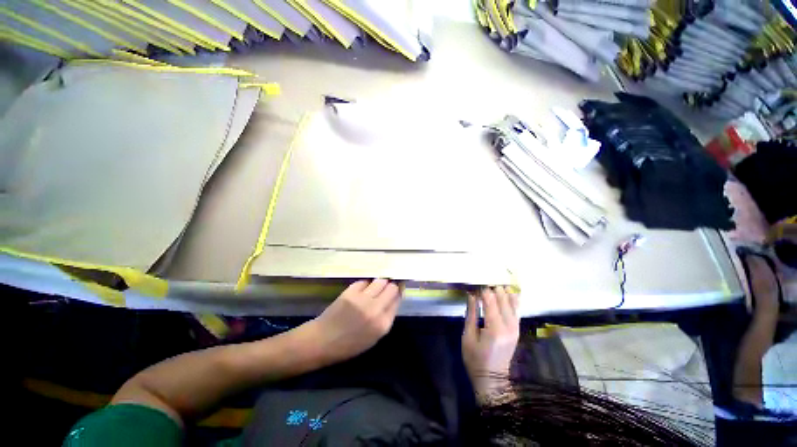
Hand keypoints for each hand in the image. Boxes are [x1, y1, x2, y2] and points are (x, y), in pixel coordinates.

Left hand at [308, 279, 401, 364]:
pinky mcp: (351, 292)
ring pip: (380, 281)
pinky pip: (365, 281)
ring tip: (375, 286)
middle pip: (392, 287)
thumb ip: (386, 317)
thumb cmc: (349, 344)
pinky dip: (366, 284)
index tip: (397, 289)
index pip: (397, 300)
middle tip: (387, 286)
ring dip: (380, 282)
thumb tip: (394, 297)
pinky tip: (362, 289)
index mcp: (383, 324)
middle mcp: (376, 310)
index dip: (398, 292)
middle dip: (391, 285)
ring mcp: (363, 299)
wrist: (322, 341)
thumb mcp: (374, 336)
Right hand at [462, 286, 519, 403]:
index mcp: (495, 329)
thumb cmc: (475, 359)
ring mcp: (515, 328)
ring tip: (494, 284)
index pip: (490, 301)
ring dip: (503, 292)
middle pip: (503, 299)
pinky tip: (509, 292)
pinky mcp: (517, 330)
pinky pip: (516, 311)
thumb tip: (472, 294)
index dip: (483, 290)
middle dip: (493, 289)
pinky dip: (512, 300)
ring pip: (512, 303)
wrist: (492, 380)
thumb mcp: (468, 336)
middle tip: (483, 282)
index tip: (475, 283)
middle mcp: (509, 327)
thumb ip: (471, 313)